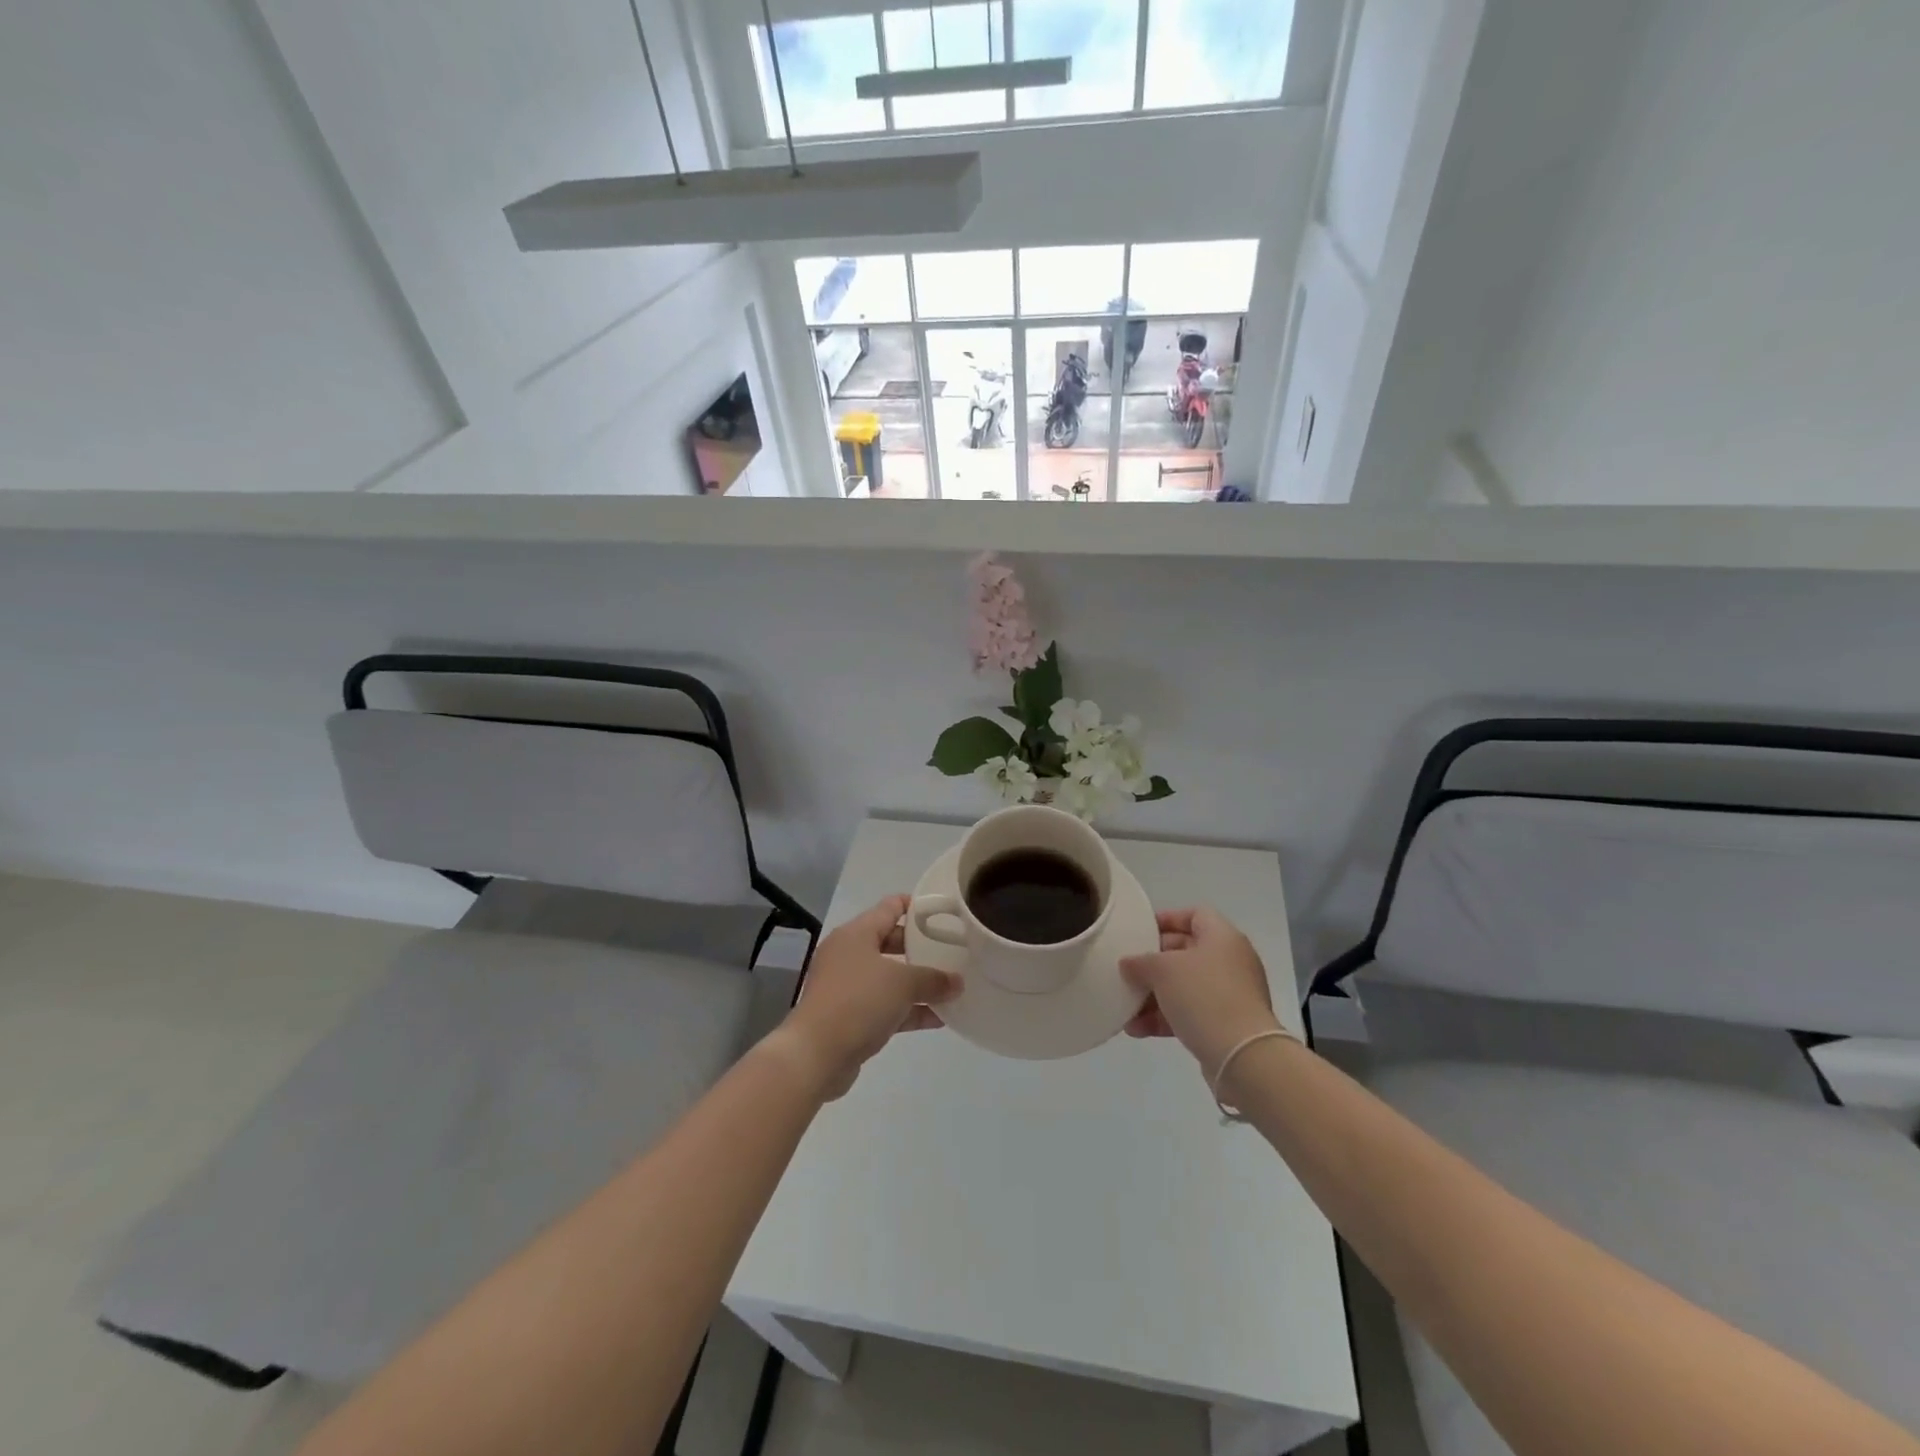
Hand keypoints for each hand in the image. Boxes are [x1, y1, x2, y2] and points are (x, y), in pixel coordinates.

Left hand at [778, 895, 960, 1099]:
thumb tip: (957, 983)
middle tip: (952, 951)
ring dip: (918, 984)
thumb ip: (933, 979)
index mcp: (856, 934)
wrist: (815, 1055)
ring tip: (952, 987)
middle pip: (891, 942)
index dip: (916, 906)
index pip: (890, 907)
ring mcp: (847, 987)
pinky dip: (909, 1010)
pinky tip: (938, 1018)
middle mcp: (849, 955)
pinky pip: (886, 1006)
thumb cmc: (858, 1002)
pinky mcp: (850, 1017)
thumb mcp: (902, 983)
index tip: (943, 912)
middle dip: (921, 949)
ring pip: (889, 978)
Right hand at [1121, 906, 1282, 1077]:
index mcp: (1222, 937)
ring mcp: (1230, 994)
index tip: (1140, 932)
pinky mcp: (1227, 1024)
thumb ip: (1140, 962)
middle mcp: (1230, 961)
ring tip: (1126, 1007)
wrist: (1242, 1055)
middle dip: (1153, 963)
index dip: (1166, 919)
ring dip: (1154, 995)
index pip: (1194, 914)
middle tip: (1128, 970)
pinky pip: (1190, 1013)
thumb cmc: (1203, 996)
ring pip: (1185, 986)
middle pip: (1186, 952)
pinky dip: (1165, 1018)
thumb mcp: (1163, 970)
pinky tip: (1137, 1030)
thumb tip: (1128, 964)